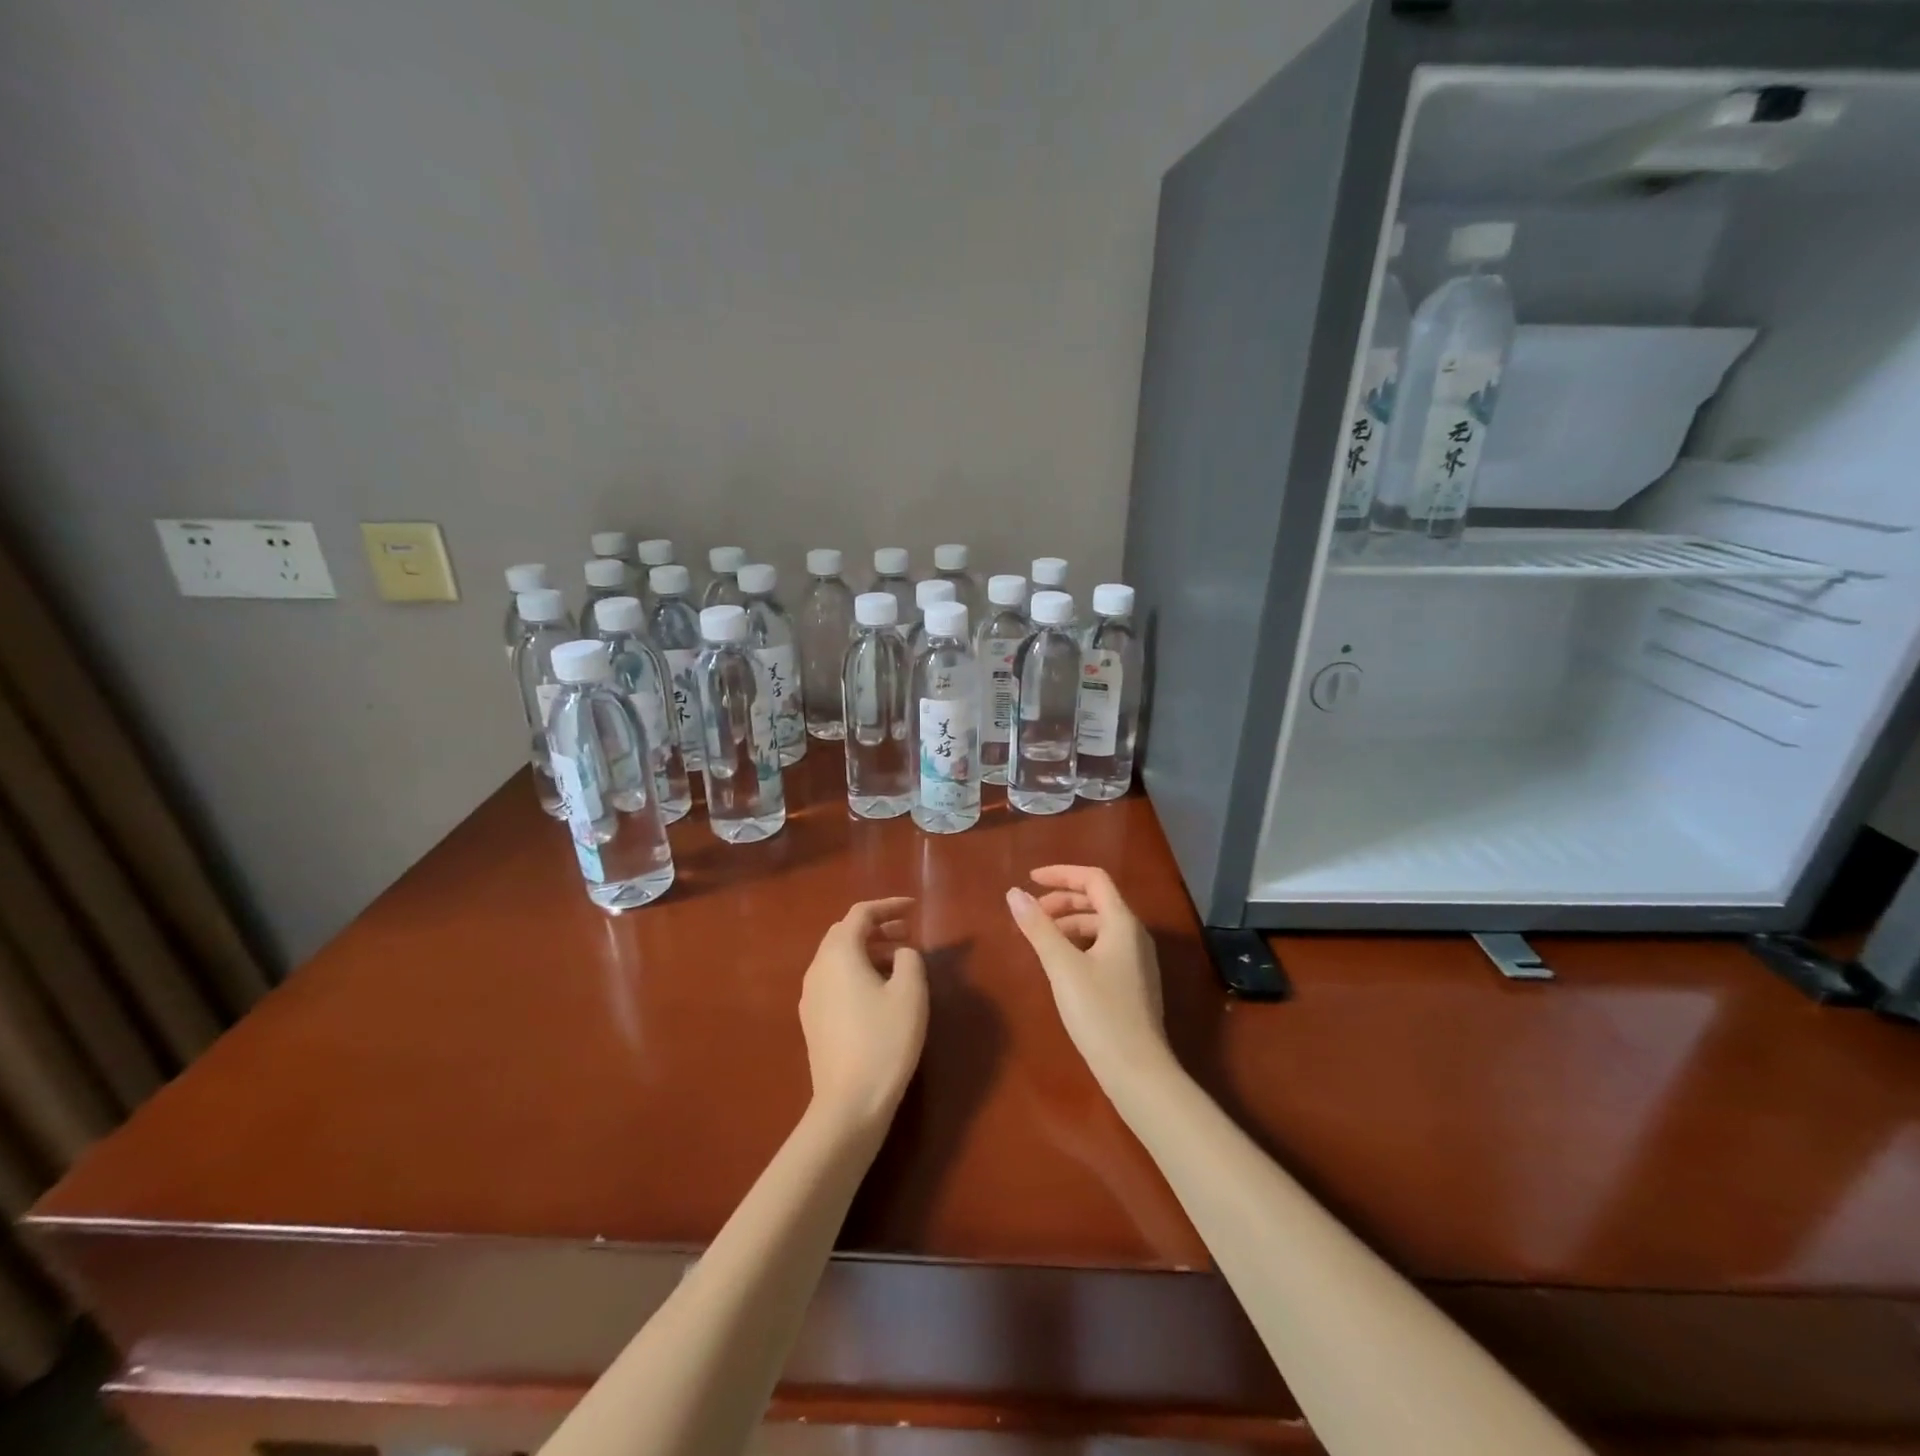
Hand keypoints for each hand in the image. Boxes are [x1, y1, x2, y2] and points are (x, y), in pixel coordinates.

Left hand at [799, 897, 928, 1133]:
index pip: (860, 914)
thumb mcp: (911, 993)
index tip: (913, 908)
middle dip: (876, 927)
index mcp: (839, 954)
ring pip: (838, 957)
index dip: (888, 906)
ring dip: (867, 950)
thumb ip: (910, 959)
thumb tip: (901, 953)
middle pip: (845, 933)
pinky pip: (834, 979)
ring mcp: (811, 996)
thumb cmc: (884, 1041)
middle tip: (907, 933)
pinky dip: (856, 971)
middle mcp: (818, 968)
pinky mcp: (812, 1020)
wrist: (849, 1103)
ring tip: (898, 961)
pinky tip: (878, 991)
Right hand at [1006, 866, 1171, 1094]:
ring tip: (1040, 938)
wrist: (1138, 1072)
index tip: (1030, 880)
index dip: (1061, 874)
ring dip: (1068, 923)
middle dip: (1062, 900)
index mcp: (1122, 923)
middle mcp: (1134, 935)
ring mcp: (1136, 960)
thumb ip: (1038, 927)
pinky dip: (1078, 944)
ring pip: (1099, 926)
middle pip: (1097, 900)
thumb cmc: (1100, 1013)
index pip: (1094, 879)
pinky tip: (1060, 964)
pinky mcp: (1132, 983)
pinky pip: (1103, 947)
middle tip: (1031, 913)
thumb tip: (1014, 893)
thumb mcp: (1063, 967)